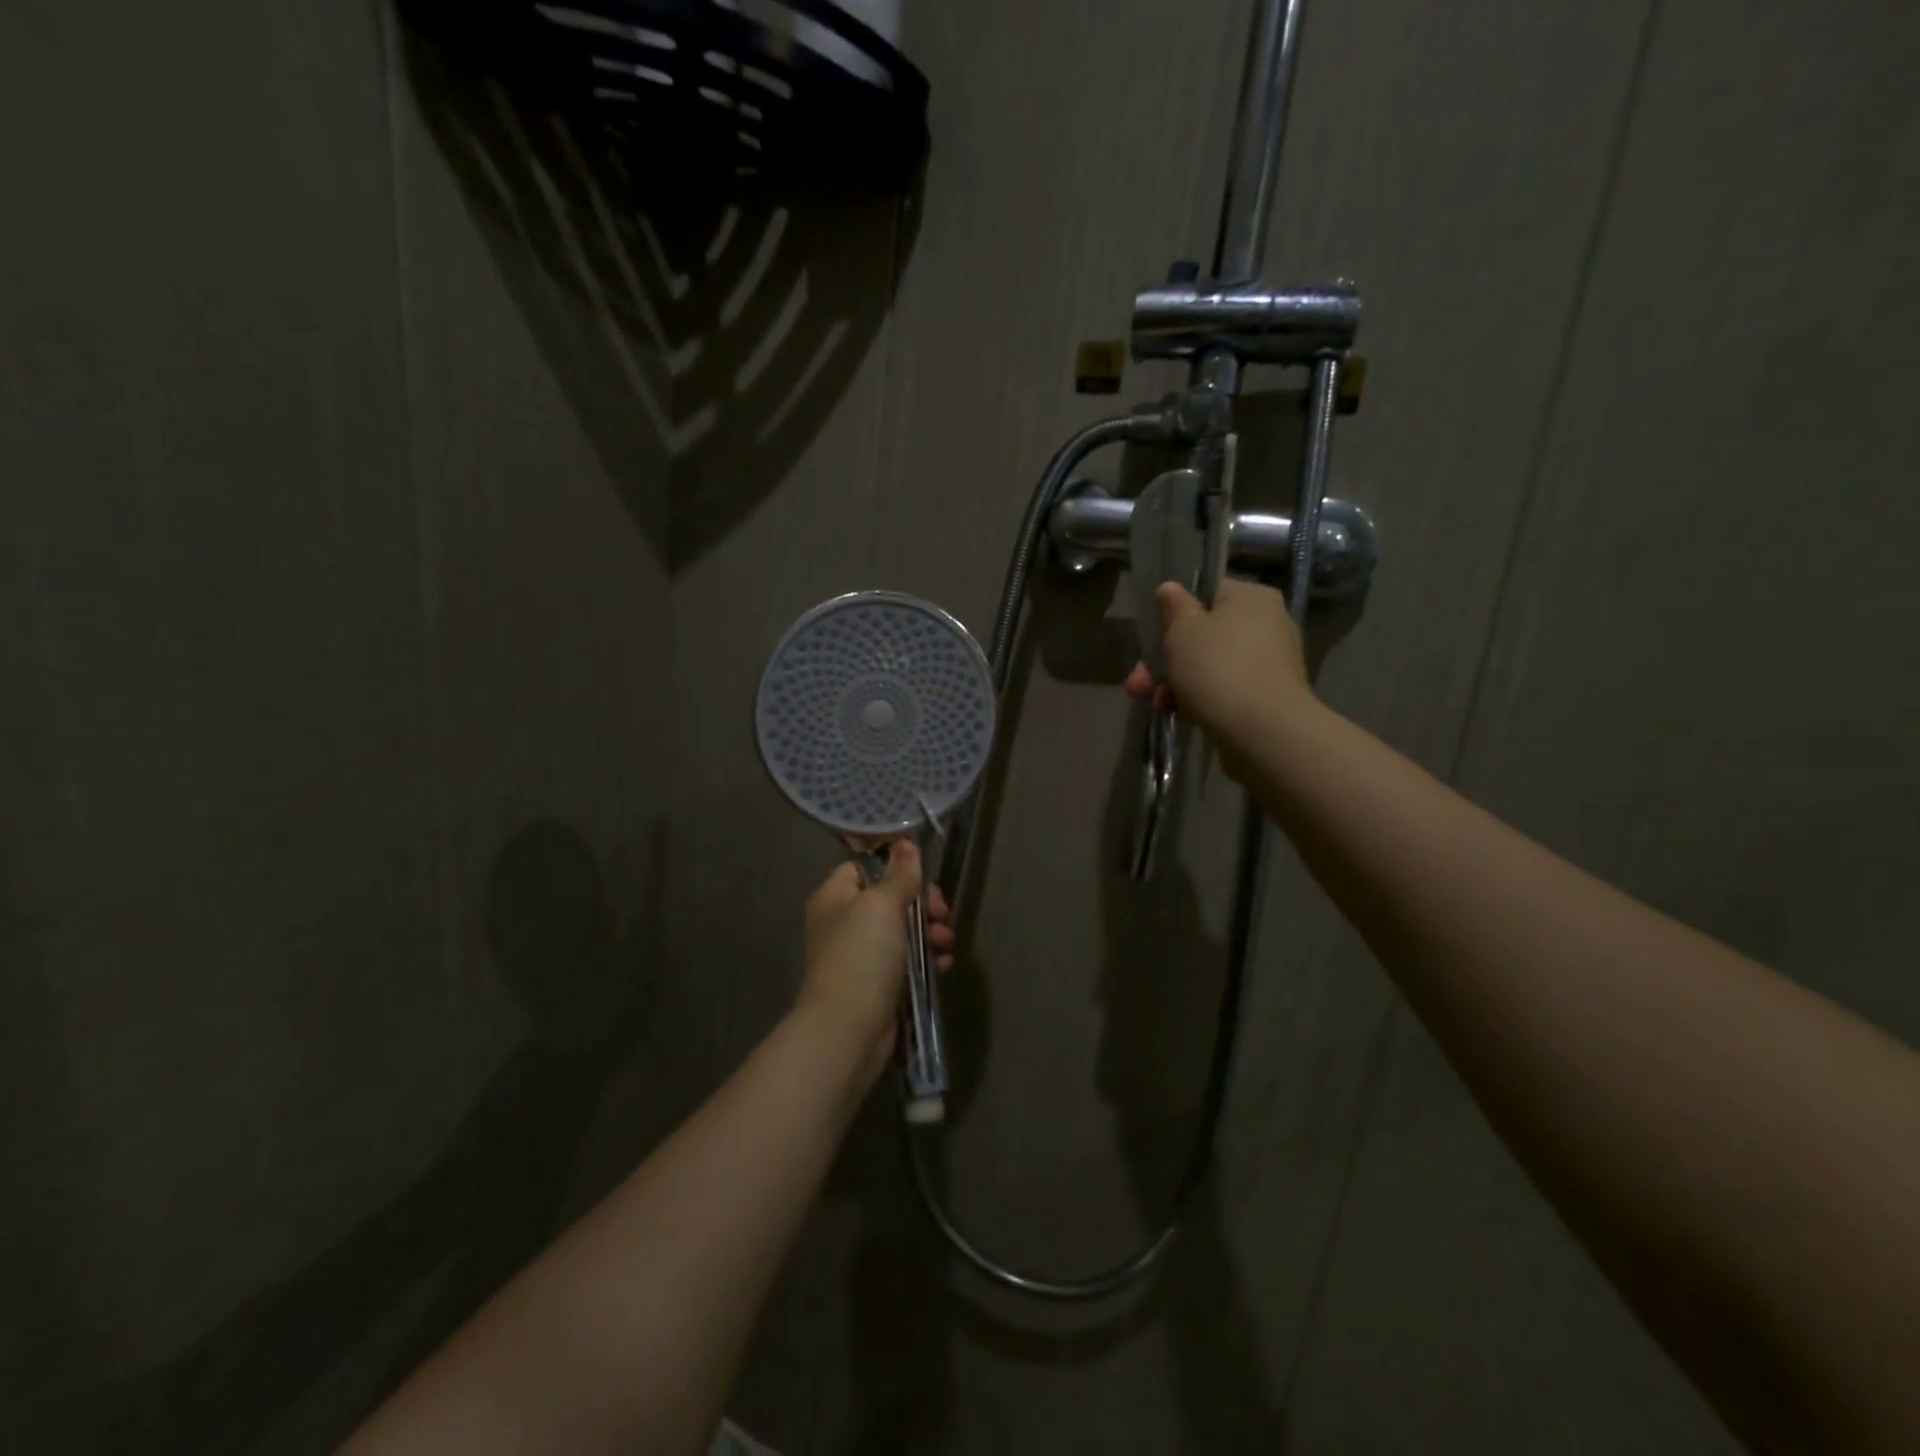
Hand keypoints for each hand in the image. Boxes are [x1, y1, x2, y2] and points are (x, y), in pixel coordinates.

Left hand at [797, 842, 954, 1083]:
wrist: (849, 1030)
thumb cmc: (861, 956)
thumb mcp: (882, 906)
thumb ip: (898, 875)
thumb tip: (905, 842)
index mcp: (834, 897)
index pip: (864, 866)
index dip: (894, 865)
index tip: (924, 872)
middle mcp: (843, 923)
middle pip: (889, 898)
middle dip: (922, 902)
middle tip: (941, 911)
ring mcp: (860, 955)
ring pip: (902, 929)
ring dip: (930, 930)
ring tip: (946, 941)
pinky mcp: (878, 983)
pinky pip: (907, 959)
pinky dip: (927, 957)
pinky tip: (944, 963)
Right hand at [1125, 579, 1312, 778]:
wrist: (1262, 730)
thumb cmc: (1217, 668)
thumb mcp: (1182, 631)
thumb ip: (1174, 607)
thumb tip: (1171, 588)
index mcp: (1251, 597)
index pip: (1209, 591)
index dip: (1177, 610)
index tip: (1154, 631)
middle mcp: (1268, 624)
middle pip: (1205, 634)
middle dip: (1166, 657)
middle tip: (1139, 679)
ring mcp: (1270, 663)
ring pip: (1211, 665)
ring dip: (1176, 681)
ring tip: (1151, 702)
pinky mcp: (1267, 697)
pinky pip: (1224, 689)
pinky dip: (1199, 698)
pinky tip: (1175, 713)